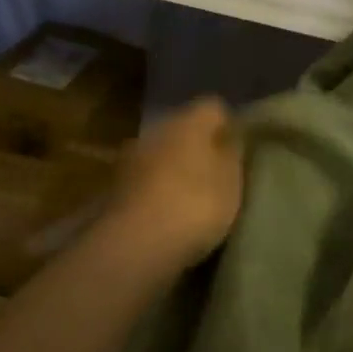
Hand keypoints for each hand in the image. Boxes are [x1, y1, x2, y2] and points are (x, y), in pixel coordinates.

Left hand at [104, 98, 244, 272]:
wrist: (136, 244)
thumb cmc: (196, 205)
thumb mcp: (231, 181)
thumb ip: (232, 154)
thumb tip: (230, 137)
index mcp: (188, 121)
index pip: (213, 107)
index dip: (227, 125)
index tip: (238, 150)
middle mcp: (155, 130)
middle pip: (182, 129)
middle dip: (197, 147)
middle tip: (215, 174)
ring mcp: (130, 157)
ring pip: (160, 154)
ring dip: (172, 168)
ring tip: (189, 197)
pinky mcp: (114, 187)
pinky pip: (144, 180)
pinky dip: (154, 189)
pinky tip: (165, 213)